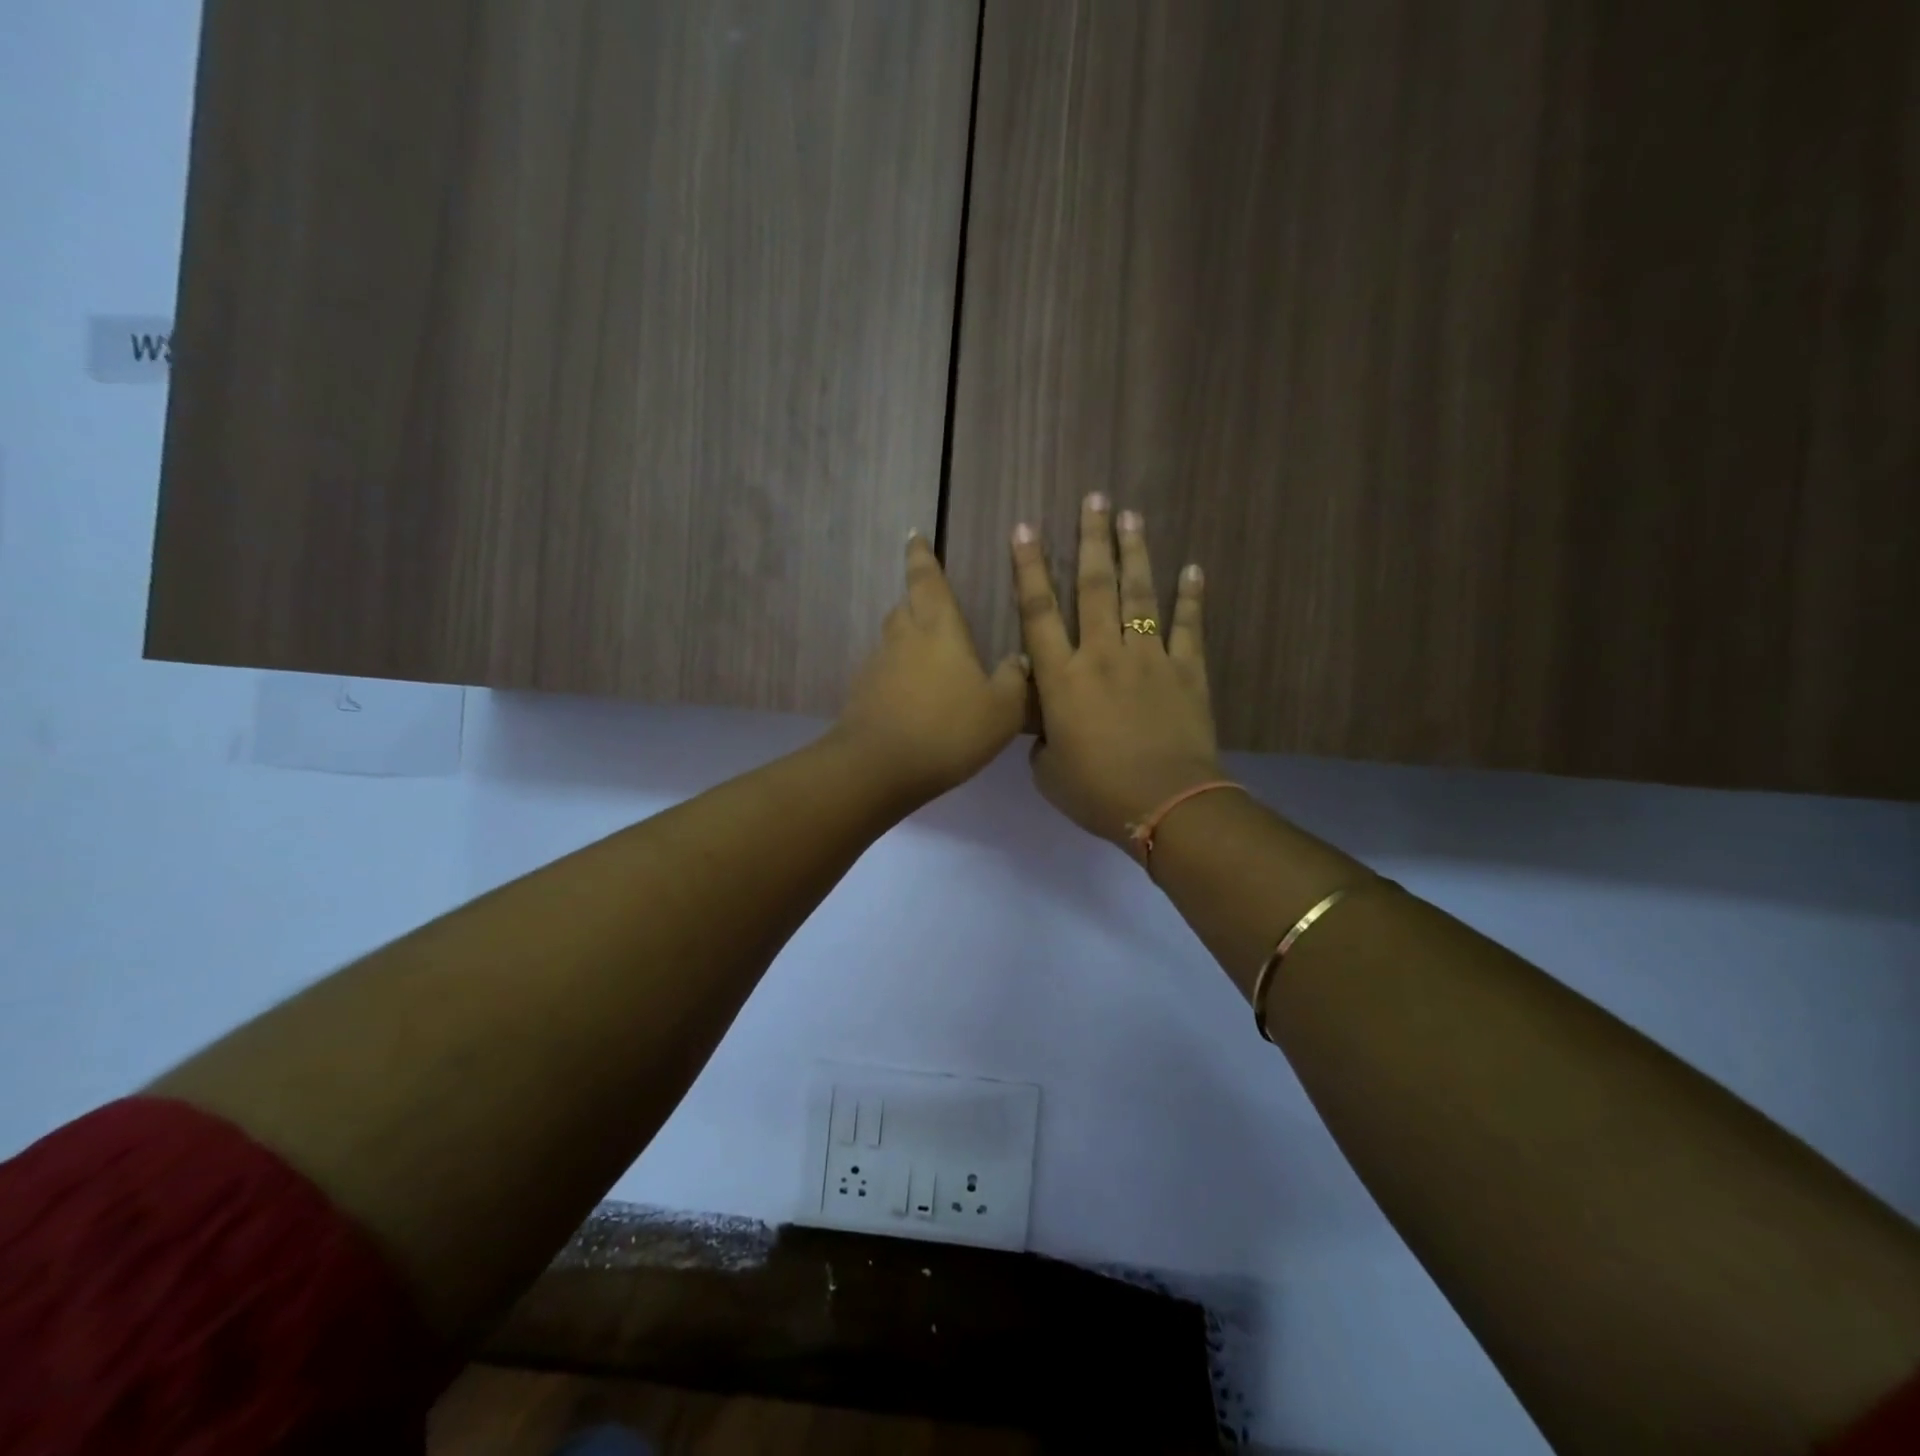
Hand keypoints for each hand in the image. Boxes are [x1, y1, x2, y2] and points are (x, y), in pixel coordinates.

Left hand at [834, 532, 1029, 803]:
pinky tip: (914, 698)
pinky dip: (898, 675)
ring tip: (930, 658)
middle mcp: (904, 638)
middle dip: (917, 599)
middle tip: (933, 605)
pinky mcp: (863, 695)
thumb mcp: (1002, 710)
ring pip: (893, 640)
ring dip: (908, 641)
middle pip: (906, 606)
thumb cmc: (948, 729)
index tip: (914, 536)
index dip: (921, 556)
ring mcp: (878, 666)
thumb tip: (1017, 661)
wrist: (879, 767)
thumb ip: (1014, 681)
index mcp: (938, 629)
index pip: (927, 579)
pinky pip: (884, 673)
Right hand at [1010, 496, 1222, 846]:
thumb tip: (1048, 730)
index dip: (1029, 568)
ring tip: (1132, 516)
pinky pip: (1188, 626)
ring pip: (1139, 595)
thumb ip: (1042, 742)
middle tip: (1095, 498)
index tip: (1026, 528)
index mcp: (1062, 679)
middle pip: (1094, 587)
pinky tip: (1193, 568)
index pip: (1038, 612)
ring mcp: (1148, 659)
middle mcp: (1102, 655)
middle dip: (1092, 539)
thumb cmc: (1097, 791)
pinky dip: (1191, 597)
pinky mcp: (1186, 671)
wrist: (1165, 803)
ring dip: (1135, 553)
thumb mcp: (1048, 773)